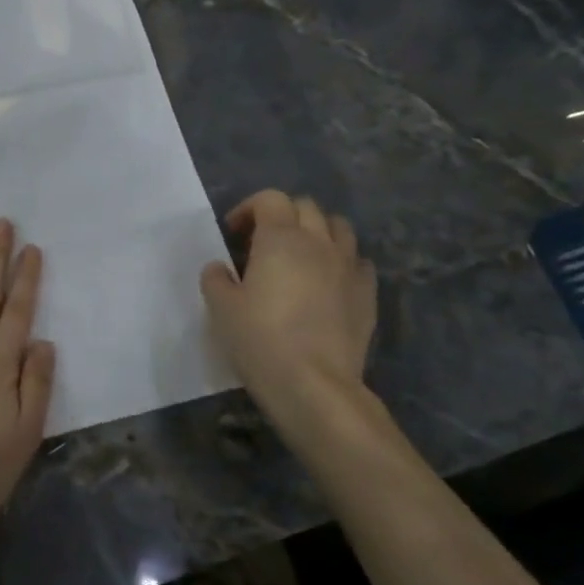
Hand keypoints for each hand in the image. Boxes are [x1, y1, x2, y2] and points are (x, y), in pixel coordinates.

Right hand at [200, 191, 376, 430]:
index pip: (270, 199)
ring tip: (300, 256)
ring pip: (339, 228)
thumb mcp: (220, 307)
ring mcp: (348, 268)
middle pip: (306, 207)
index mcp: (280, 238)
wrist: (314, 385)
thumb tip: (220, 268)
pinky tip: (328, 282)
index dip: (248, 209)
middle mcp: (319, 243)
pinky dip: (342, 261)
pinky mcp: (367, 295)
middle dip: (283, 215)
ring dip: (317, 232)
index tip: (233, 234)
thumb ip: (216, 278)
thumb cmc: (260, 339)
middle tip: (263, 242)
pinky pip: (358, 261)